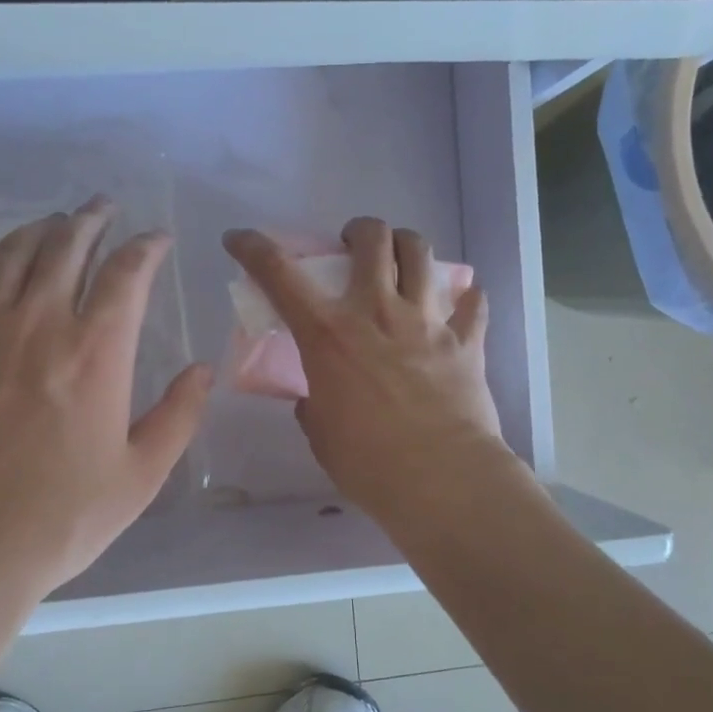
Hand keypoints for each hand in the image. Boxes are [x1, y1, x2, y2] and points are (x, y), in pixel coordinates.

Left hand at [0, 199, 210, 611]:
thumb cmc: (58, 520)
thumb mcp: (140, 477)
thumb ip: (178, 417)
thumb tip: (203, 370)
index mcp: (97, 353)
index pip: (127, 273)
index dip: (146, 247)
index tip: (156, 239)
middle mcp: (39, 324)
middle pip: (67, 247)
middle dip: (91, 220)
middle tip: (103, 208)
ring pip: (14, 255)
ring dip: (42, 230)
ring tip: (57, 221)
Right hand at [223, 217, 510, 524]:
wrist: (441, 480)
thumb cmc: (368, 462)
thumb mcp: (320, 432)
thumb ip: (313, 404)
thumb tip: (316, 398)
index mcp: (328, 334)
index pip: (280, 274)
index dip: (253, 248)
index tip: (240, 239)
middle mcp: (377, 312)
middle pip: (372, 239)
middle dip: (358, 231)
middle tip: (352, 248)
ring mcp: (427, 322)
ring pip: (421, 253)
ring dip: (406, 246)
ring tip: (401, 259)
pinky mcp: (466, 342)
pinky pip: (472, 303)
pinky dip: (465, 298)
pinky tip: (460, 303)